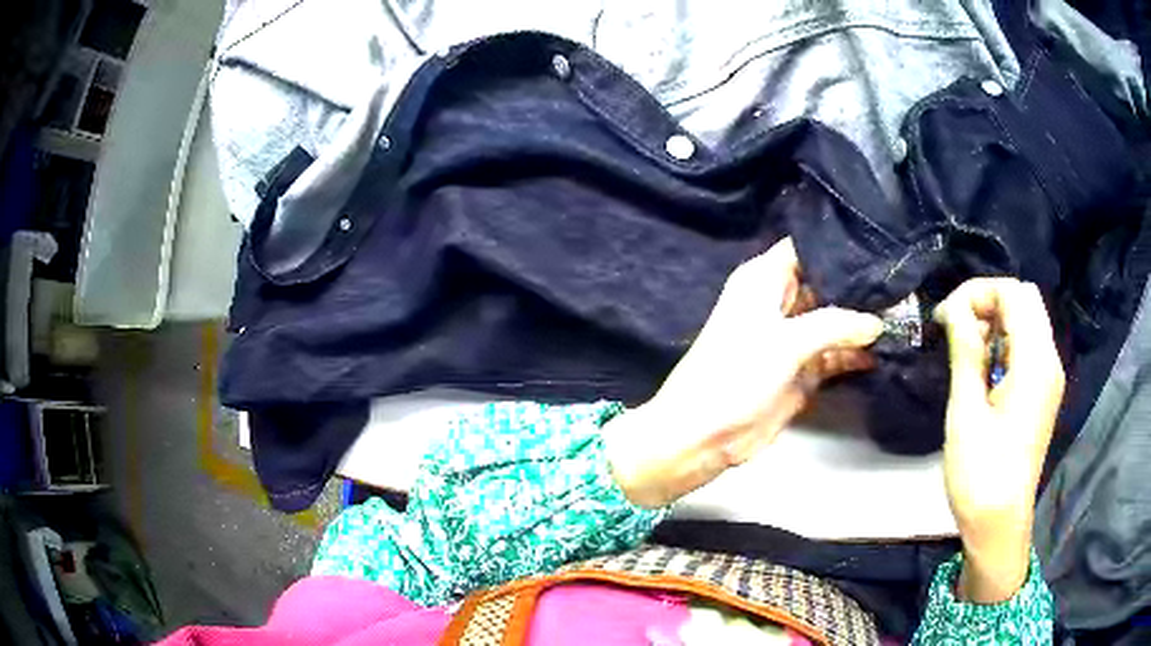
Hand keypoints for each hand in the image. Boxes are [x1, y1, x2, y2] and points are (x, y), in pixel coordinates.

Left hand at [602, 238, 883, 507]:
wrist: (705, 435)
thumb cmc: (737, 375)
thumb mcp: (786, 341)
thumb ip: (835, 324)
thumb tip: (877, 321)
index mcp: (764, 279)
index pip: (807, 247)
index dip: (840, 244)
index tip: (879, 243)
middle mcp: (781, 301)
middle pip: (828, 283)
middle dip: (861, 285)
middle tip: (903, 281)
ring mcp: (793, 337)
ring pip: (836, 320)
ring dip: (864, 322)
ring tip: (906, 313)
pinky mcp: (803, 370)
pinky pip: (836, 354)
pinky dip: (857, 354)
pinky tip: (887, 350)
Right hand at [934, 278, 1064, 602]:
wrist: (1000, 525)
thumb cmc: (981, 474)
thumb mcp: (967, 412)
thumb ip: (966, 352)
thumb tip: (954, 309)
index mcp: (1034, 362)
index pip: (1013, 294)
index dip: (977, 293)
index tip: (945, 317)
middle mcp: (1049, 361)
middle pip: (1024, 300)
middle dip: (988, 301)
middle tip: (956, 327)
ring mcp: (1049, 377)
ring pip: (1027, 321)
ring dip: (996, 321)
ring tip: (966, 349)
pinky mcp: (1043, 392)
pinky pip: (1028, 346)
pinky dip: (1005, 343)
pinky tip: (984, 369)